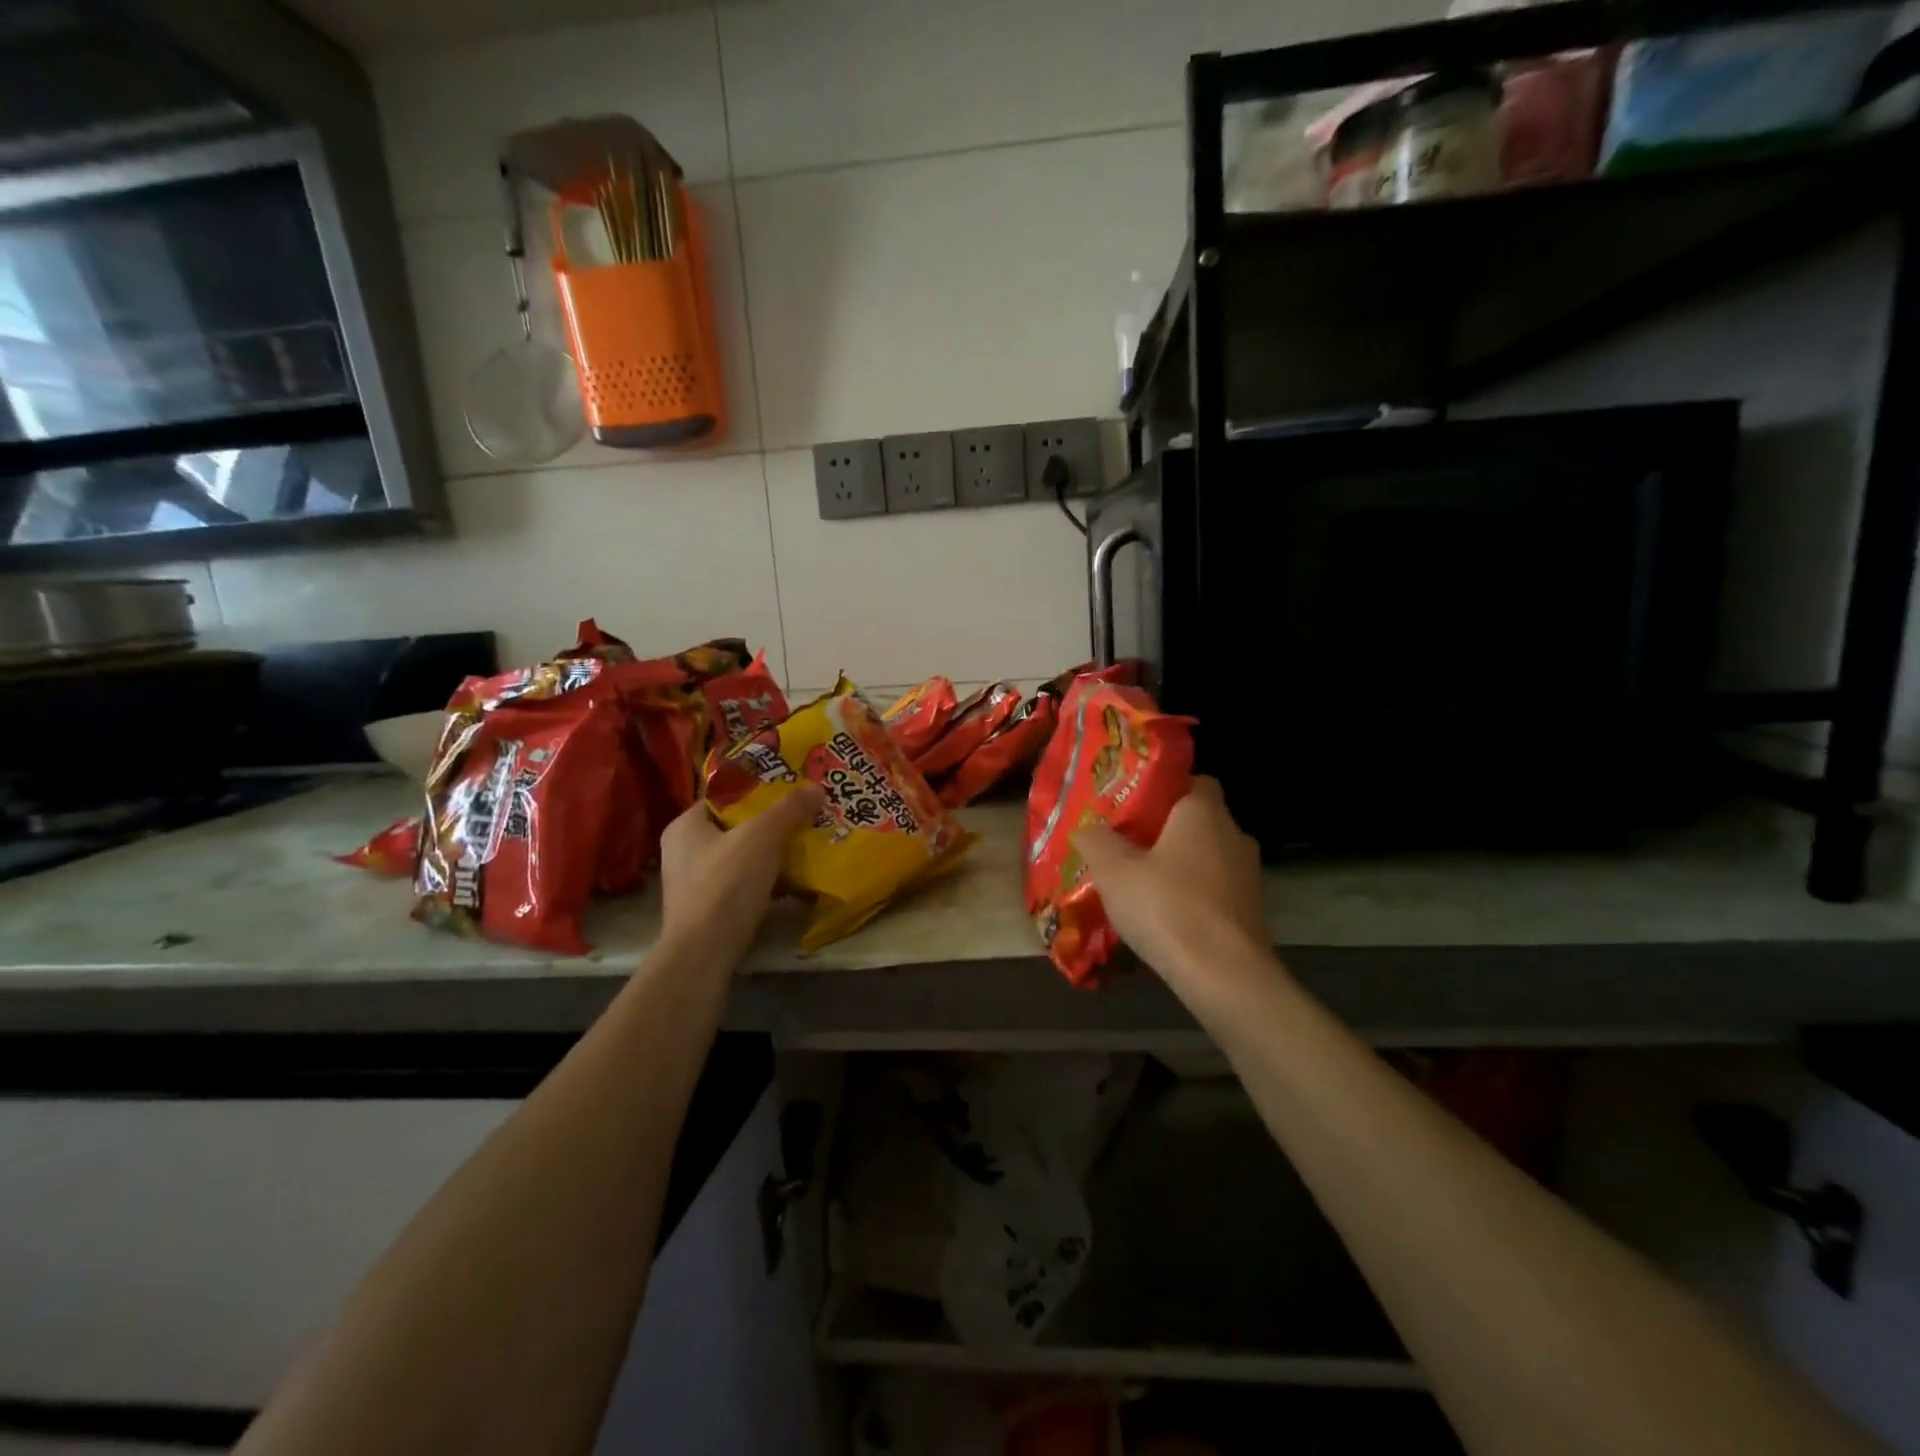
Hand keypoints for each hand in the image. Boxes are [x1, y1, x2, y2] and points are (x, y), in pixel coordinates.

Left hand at [658, 786, 823, 965]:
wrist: (704, 955)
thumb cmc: (725, 885)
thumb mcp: (762, 838)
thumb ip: (789, 810)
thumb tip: (816, 787)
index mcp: (685, 827)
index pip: (724, 799)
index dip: (758, 793)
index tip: (791, 794)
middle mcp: (684, 854)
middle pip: (737, 831)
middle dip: (773, 829)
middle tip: (806, 821)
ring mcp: (696, 887)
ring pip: (744, 863)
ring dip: (774, 860)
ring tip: (809, 852)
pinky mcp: (711, 915)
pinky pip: (746, 892)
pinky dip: (771, 890)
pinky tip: (800, 892)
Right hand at [1074, 776, 1268, 983]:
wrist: (1225, 976)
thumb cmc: (1167, 907)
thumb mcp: (1113, 871)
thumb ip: (1096, 840)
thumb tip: (1089, 828)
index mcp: (1203, 812)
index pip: (1192, 780)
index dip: (1163, 789)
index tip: (1133, 806)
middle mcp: (1233, 834)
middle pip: (1198, 820)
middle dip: (1166, 831)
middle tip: (1128, 845)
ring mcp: (1248, 875)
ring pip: (1207, 857)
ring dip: (1180, 866)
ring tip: (1142, 885)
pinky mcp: (1252, 911)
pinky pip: (1215, 890)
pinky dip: (1194, 896)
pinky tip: (1166, 917)